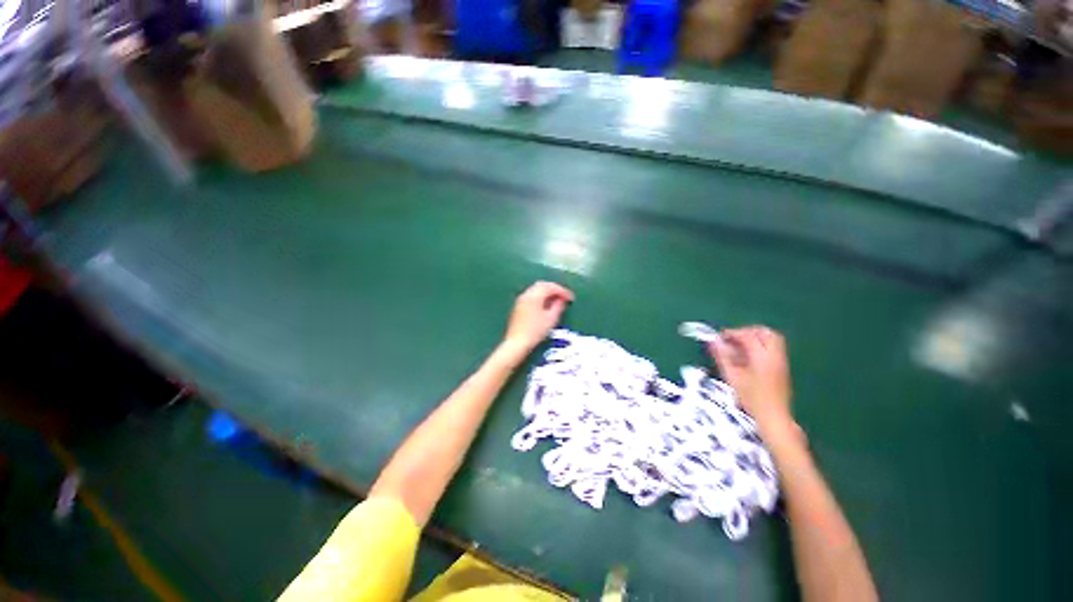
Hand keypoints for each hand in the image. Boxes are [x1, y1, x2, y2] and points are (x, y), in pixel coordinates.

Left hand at [502, 281, 573, 353]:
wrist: (517, 342)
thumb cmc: (535, 331)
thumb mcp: (551, 319)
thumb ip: (558, 307)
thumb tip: (562, 300)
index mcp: (534, 296)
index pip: (551, 287)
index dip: (562, 291)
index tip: (571, 298)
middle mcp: (526, 294)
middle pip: (542, 285)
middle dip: (554, 289)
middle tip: (564, 297)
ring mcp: (521, 300)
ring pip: (536, 290)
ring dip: (547, 292)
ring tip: (557, 301)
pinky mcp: (519, 306)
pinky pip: (532, 295)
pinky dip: (541, 297)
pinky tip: (546, 305)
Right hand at [708, 326, 792, 429]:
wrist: (774, 417)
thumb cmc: (751, 399)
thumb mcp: (732, 377)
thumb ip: (722, 356)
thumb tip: (712, 341)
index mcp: (762, 357)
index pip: (748, 335)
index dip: (732, 333)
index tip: (720, 338)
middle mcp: (775, 356)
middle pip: (764, 332)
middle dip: (747, 331)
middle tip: (732, 339)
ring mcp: (781, 361)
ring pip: (771, 339)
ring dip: (755, 337)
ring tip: (739, 347)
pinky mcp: (783, 367)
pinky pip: (773, 348)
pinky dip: (760, 345)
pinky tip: (748, 357)